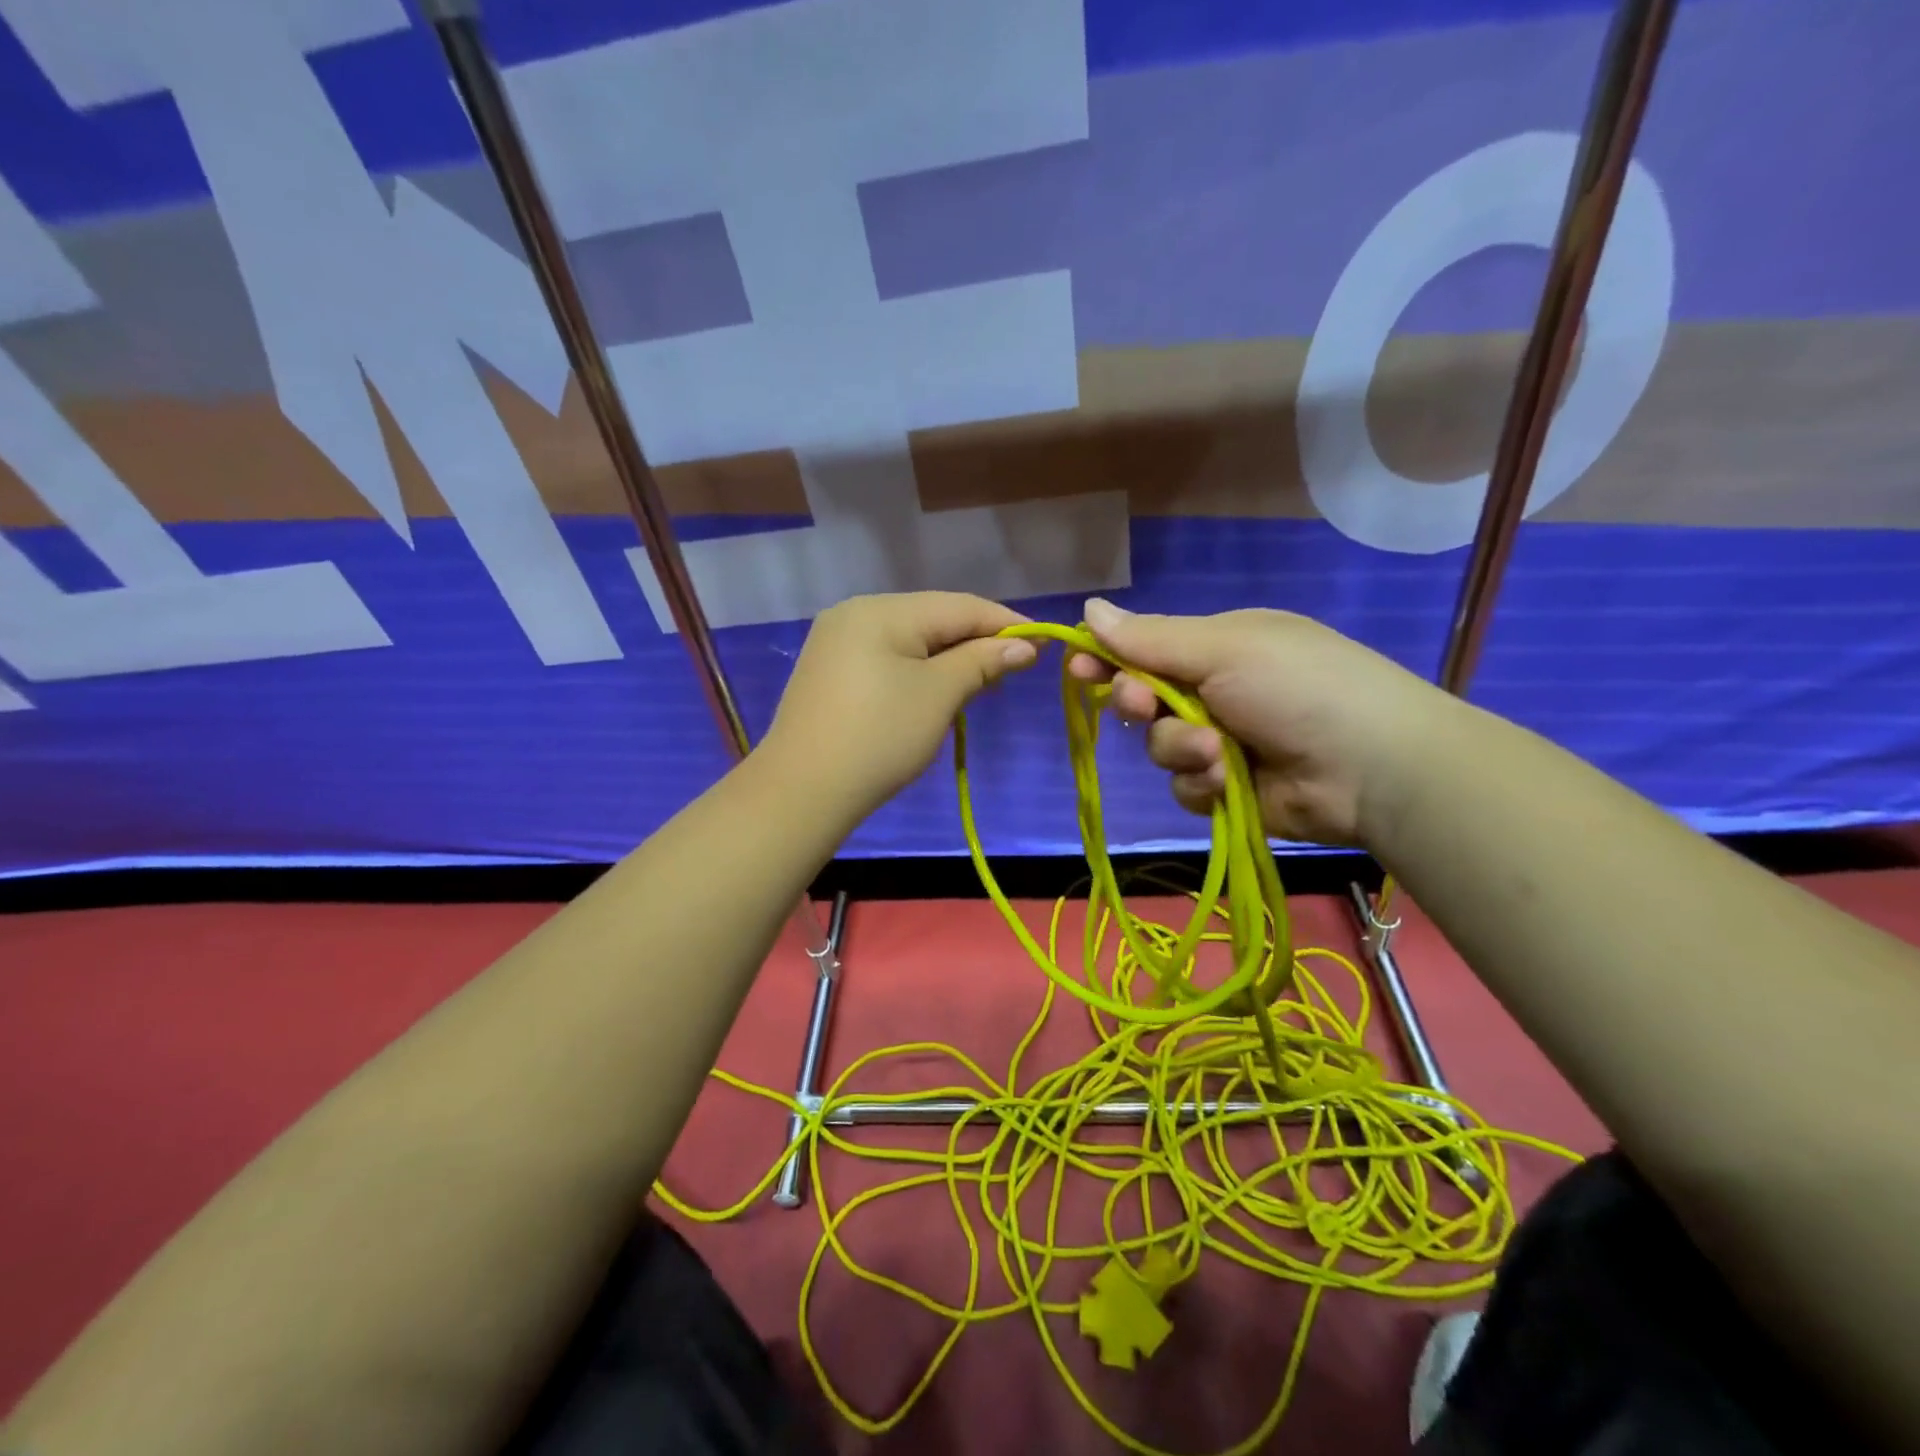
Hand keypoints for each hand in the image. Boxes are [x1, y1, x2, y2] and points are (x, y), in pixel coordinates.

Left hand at [762, 593, 1037, 820]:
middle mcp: (855, 613)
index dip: (1006, 623)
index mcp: (881, 610)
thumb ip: (981, 662)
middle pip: (932, 618)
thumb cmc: (879, 738)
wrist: (802, 791)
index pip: (959, 606)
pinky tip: (938, 688)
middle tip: (1017, 667)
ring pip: (910, 640)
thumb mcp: (938, 696)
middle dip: (977, 641)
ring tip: (984, 680)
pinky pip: (887, 658)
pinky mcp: (829, 672)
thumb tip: (1022, 647)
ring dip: (950, 657)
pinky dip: (919, 670)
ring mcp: (836, 642)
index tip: (1045, 640)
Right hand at [1067, 598, 1456, 845]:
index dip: (1108, 658)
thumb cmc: (1298, 688)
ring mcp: (1222, 743)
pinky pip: (1184, 787)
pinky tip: (1231, 782)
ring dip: (1180, 749)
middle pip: (1143, 699)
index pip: (1145, 648)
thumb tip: (1088, 609)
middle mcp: (1216, 692)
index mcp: (1219, 647)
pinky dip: (1202, 784)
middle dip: (1139, 703)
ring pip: (1159, 748)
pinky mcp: (1228, 790)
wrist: (1372, 768)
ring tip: (1219, 754)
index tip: (1079, 668)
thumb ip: (1151, 638)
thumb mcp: (1224, 648)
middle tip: (1143, 705)